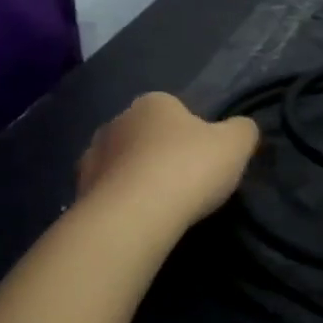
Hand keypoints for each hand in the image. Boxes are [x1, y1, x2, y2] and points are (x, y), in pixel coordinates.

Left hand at [76, 93, 259, 226]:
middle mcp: (117, 121)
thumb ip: (243, 130)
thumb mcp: (236, 145)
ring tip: (159, 206)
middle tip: (184, 183)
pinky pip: (107, 193)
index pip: (176, 110)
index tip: (205, 160)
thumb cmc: (188, 169)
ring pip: (122, 163)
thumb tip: (242, 129)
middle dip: (160, 153)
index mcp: (154, 102)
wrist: (133, 216)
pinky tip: (137, 220)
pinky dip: (120, 203)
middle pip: (146, 135)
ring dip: (136, 178)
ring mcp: (92, 156)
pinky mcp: (78, 191)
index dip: (193, 134)